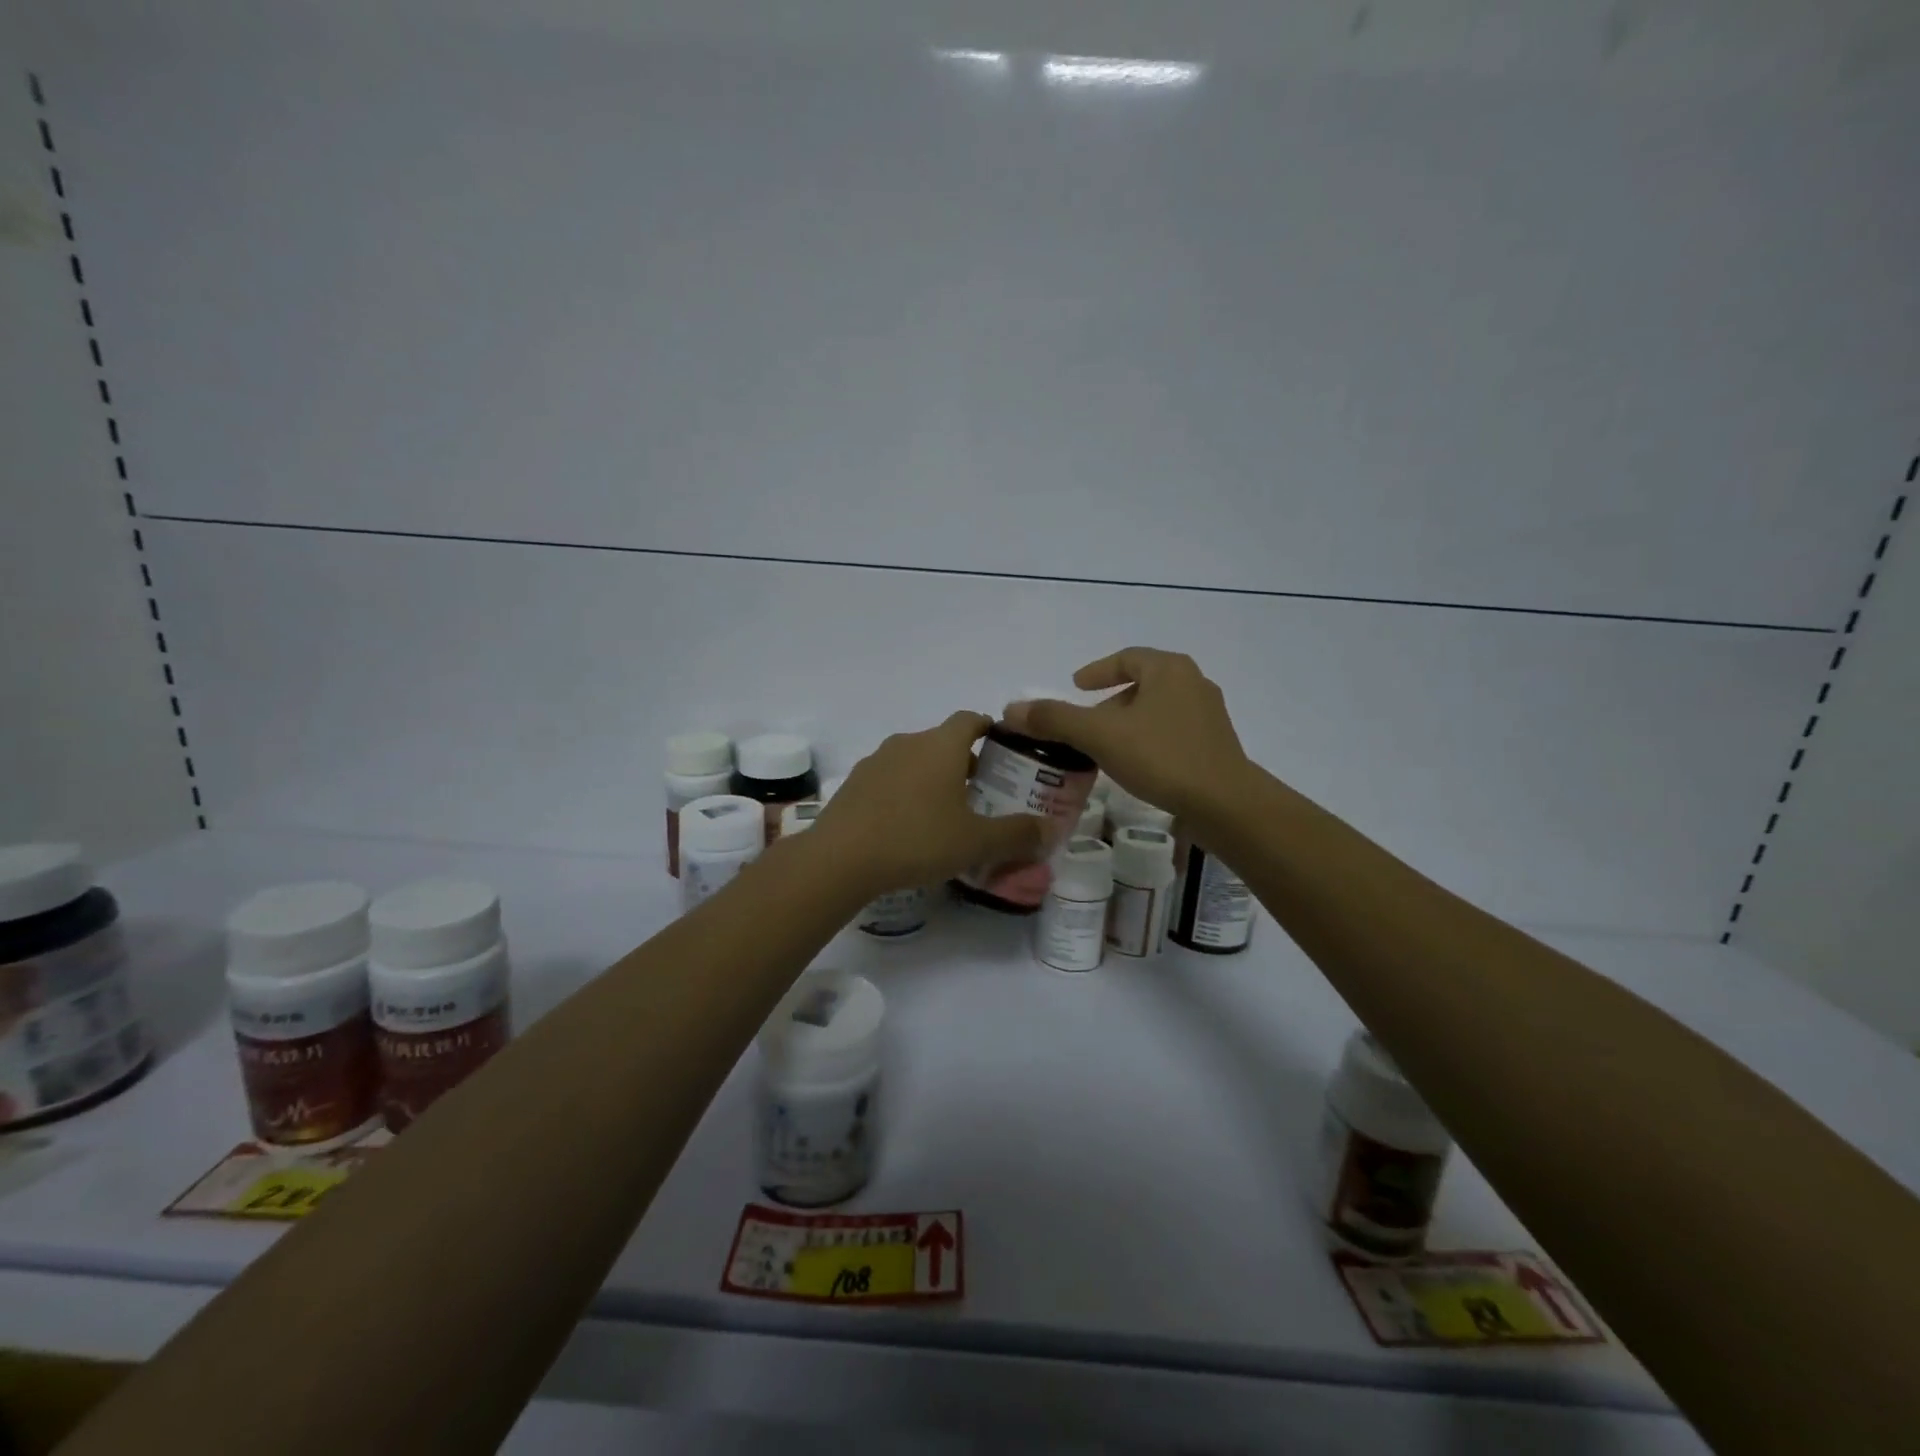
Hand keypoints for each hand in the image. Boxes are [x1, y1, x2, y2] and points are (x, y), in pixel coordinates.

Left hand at [812, 712, 1051, 896]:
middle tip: (981, 793)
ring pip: (914, 760)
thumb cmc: (917, 840)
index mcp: (941, 745)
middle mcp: (908, 743)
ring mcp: (876, 761)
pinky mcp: (854, 783)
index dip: (990, 729)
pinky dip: (904, 792)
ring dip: (932, 777)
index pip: (971, 719)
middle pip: (943, 741)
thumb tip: (1051, 830)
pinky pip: (889, 779)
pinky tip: (907, 826)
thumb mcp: (976, 842)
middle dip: (964, 762)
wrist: (840, 859)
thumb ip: (1017, 834)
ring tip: (945, 813)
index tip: (1004, 751)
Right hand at [1003, 648, 1255, 826]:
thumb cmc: (1161, 757)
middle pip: (1142, 683)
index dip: (1097, 670)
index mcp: (1169, 669)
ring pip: (1158, 710)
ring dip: (1130, 722)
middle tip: (1086, 723)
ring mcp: (1209, 715)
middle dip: (1111, 701)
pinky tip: (1136, 766)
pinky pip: (1172, 732)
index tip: (1076, 685)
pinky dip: (1148, 740)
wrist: (1225, 804)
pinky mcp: (1216, 745)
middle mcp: (1193, 683)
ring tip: (1106, 746)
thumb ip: (1055, 719)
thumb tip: (1011, 710)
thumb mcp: (1100, 735)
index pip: (1126, 658)